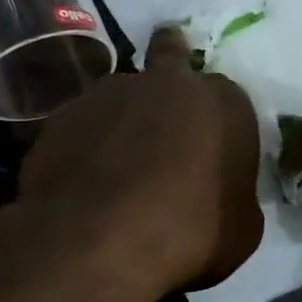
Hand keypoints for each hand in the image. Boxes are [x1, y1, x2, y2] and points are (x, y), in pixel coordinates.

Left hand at [19, 26, 263, 291]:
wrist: (97, 243)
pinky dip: (86, 145)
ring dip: (123, 118)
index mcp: (222, 103)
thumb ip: (235, 197)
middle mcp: (165, 83)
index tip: (212, 153)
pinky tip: (84, 180)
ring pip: (121, 95)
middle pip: (170, 58)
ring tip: (117, 163)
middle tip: (166, 105)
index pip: (228, 99)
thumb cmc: (189, 235)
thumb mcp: (241, 230)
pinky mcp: (60, 117)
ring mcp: (107, 94)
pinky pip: (82, 126)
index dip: (219, 124)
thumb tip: (222, 196)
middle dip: (170, 71)